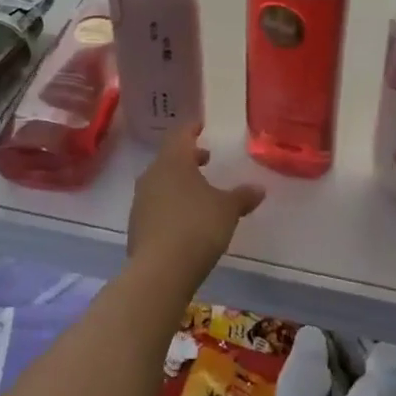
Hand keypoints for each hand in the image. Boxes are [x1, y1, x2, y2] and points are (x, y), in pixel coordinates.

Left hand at [127, 128, 264, 285]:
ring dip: (179, 181)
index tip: (201, 125)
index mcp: (173, 161)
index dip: (192, 128)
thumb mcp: (227, 210)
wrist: (160, 270)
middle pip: (169, 158)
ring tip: (199, 191)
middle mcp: (152, 175)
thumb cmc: (197, 227)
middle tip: (205, 159)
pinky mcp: (136, 225)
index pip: (180, 135)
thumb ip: (242, 196)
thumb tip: (259, 189)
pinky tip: (185, 218)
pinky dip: (170, 203)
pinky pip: (156, 204)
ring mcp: (141, 201)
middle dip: (188, 157)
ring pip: (161, 181)